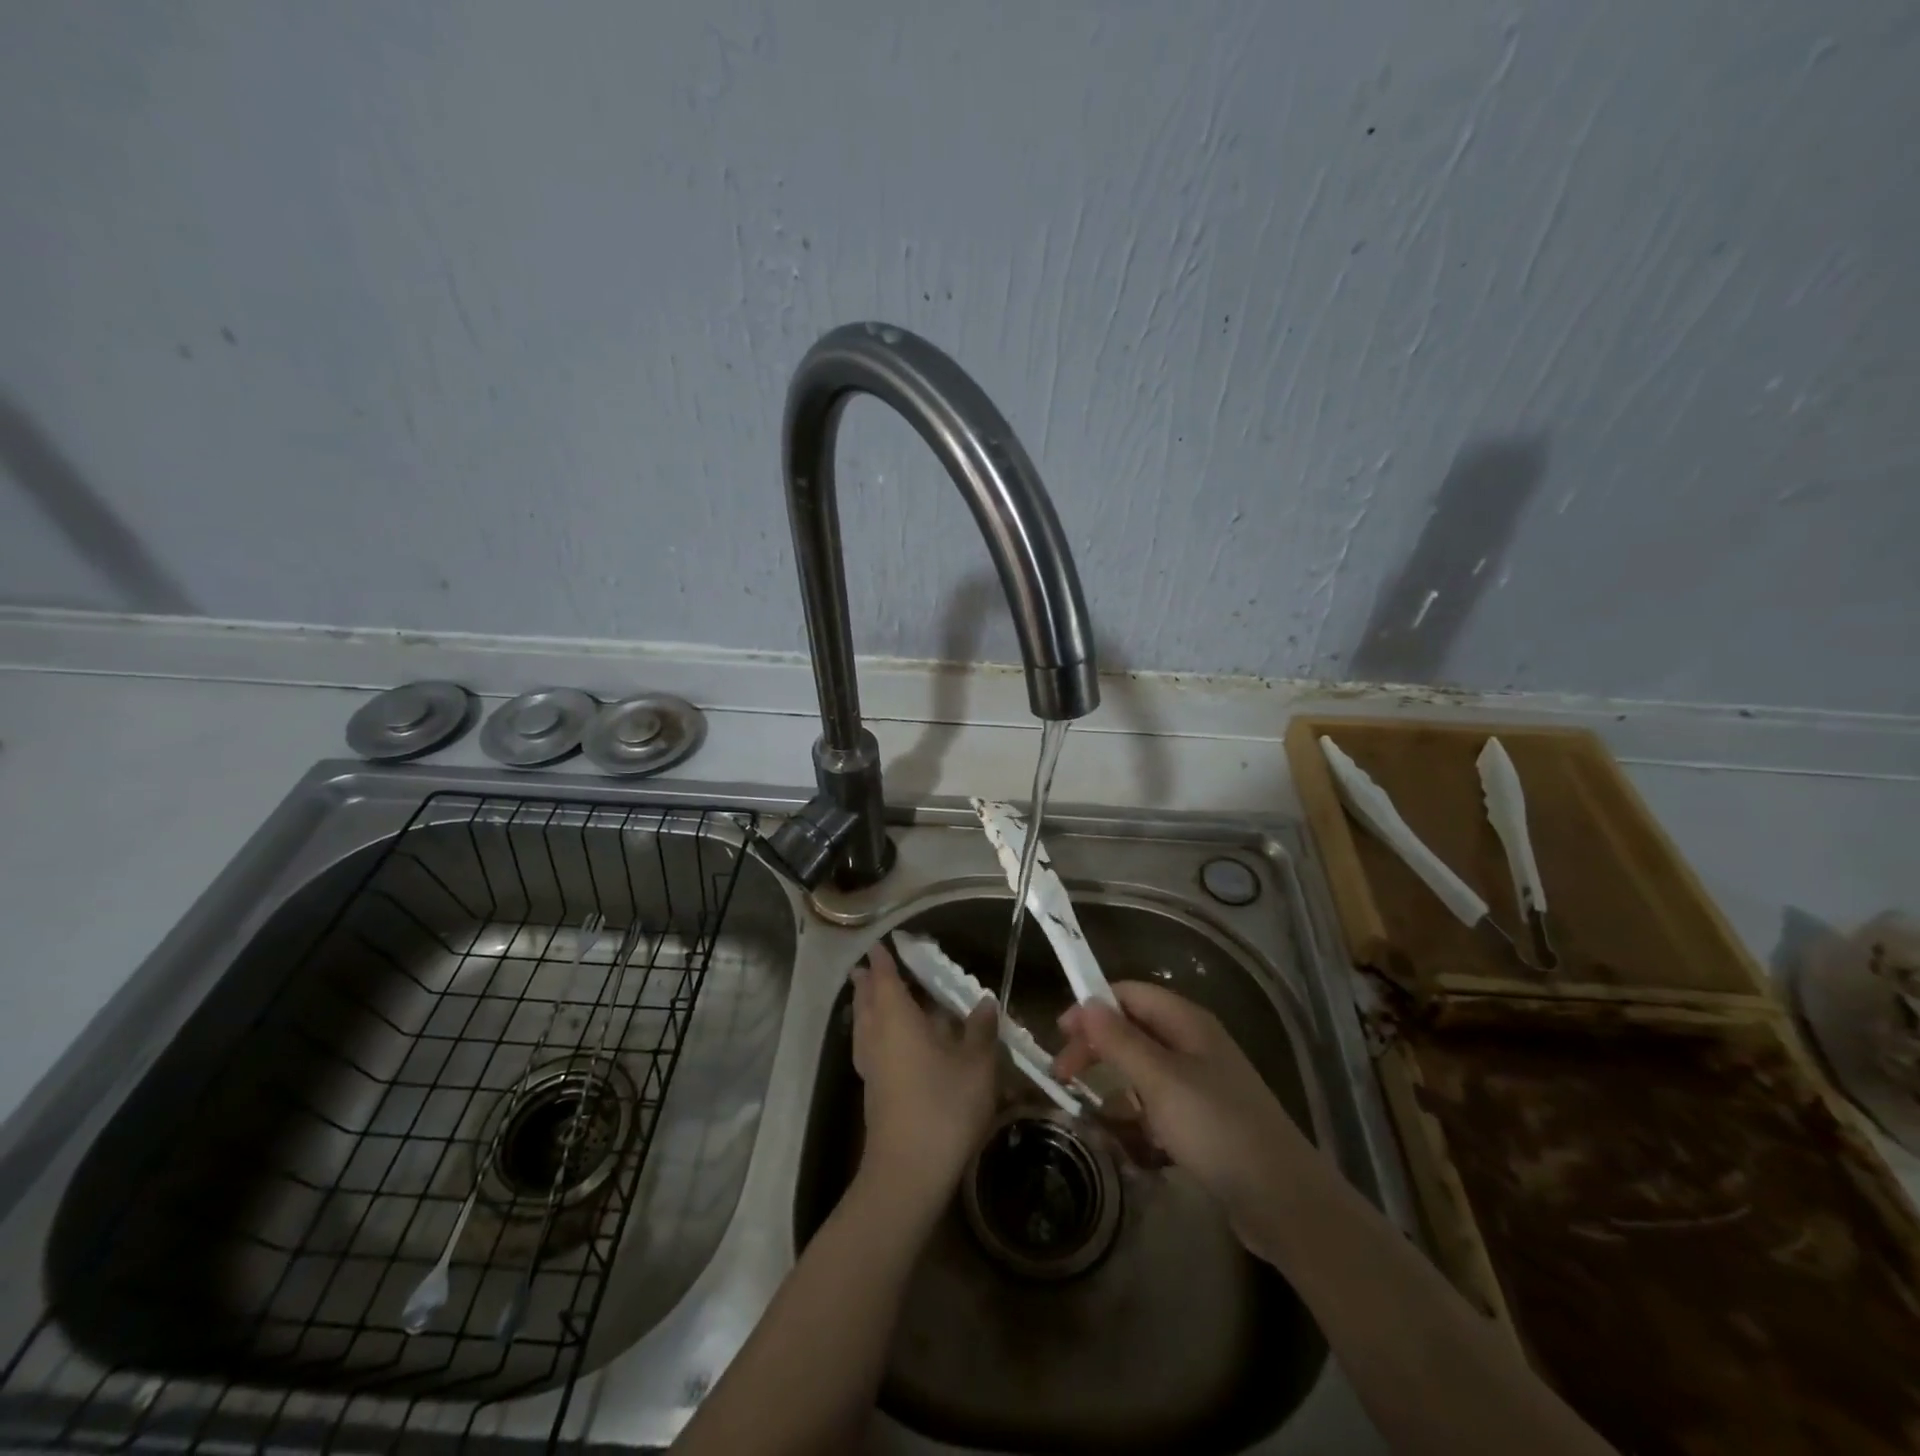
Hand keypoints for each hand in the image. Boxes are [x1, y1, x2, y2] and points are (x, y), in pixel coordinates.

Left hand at [850, 939, 998, 1213]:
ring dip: (866, 1006)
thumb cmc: (944, 1106)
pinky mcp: (872, 1090)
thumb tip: (985, 1001)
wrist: (909, 1171)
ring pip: (862, 1024)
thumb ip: (980, 1030)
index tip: (881, 943)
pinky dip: (872, 1031)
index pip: (885, 978)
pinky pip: (867, 1045)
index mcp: (897, 1018)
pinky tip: (887, 1042)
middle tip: (870, 966)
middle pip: (866, 1000)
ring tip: (871, 996)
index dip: (883, 959)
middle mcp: (876, 1035)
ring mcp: (870, 1065)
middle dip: (868, 981)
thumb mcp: (976, 1065)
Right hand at [1053, 982, 1311, 1243]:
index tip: (1060, 1034)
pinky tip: (1130, 1142)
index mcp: (1187, 1022)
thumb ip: (1120, 1041)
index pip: (1130, 994)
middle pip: (1134, 1030)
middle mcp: (1195, 1044)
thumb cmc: (1216, 1128)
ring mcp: (1202, 1084)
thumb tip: (1086, 1004)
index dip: (1093, 1007)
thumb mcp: (1159, 1081)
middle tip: (1063, 1077)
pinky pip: (1160, 1106)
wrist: (1284, 1200)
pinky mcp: (1206, 1121)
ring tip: (1092, 1113)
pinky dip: (1140, 1117)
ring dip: (1116, 1086)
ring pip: (1145, 1070)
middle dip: (1098, 1049)